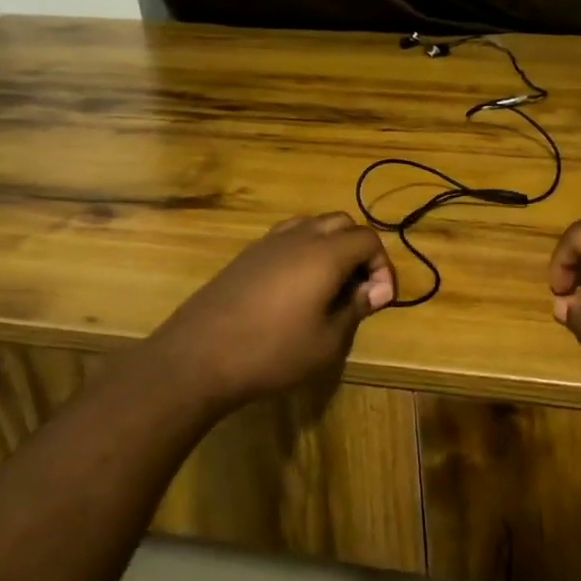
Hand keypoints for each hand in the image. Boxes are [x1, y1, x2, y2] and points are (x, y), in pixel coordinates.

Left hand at [116, 213, 395, 408]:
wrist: (197, 357)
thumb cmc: (271, 352)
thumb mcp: (326, 342)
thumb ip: (354, 310)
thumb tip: (372, 292)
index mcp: (325, 254)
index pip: (368, 239)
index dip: (382, 267)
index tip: (379, 300)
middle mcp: (299, 237)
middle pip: (342, 223)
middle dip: (359, 250)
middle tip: (358, 288)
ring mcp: (268, 243)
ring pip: (312, 225)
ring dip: (331, 246)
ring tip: (330, 284)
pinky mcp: (246, 255)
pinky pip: (287, 238)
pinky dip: (304, 251)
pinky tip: (297, 287)